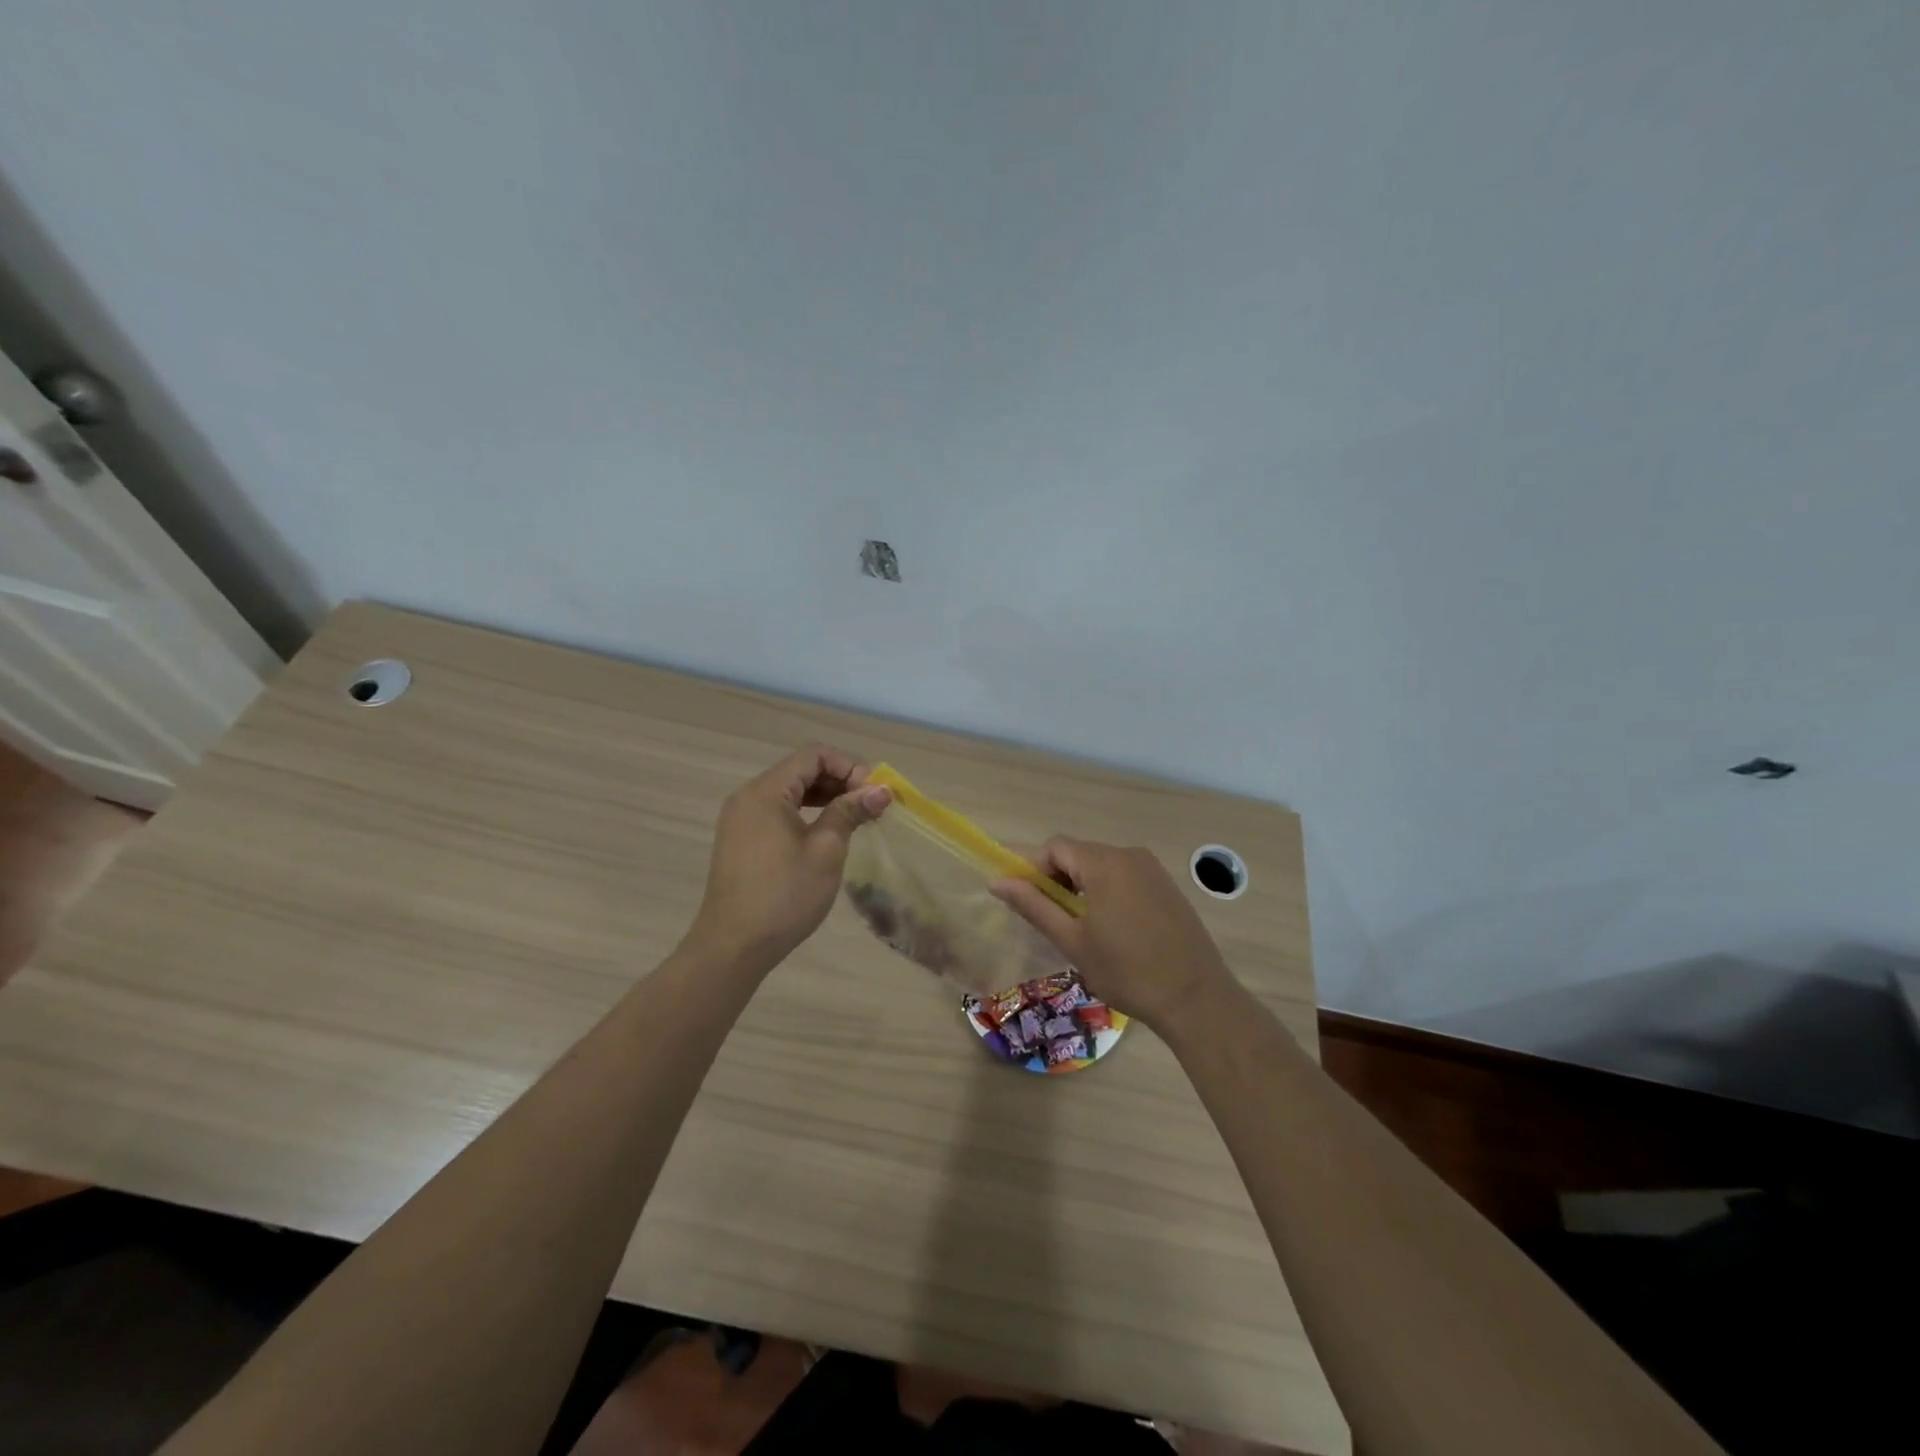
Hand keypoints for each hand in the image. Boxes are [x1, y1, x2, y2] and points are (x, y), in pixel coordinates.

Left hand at [688, 744, 891, 969]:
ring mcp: (741, 819)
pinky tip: (828, 833)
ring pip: (790, 792)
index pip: (813, 755)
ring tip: (856, 818)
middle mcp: (748, 797)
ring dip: (825, 798)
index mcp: (765, 791)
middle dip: (840, 781)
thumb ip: (850, 812)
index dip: (849, 766)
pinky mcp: (741, 840)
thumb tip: (880, 790)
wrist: (733, 946)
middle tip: (871, 806)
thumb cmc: (784, 895)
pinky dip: (806, 814)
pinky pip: (778, 812)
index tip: (873, 793)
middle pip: (800, 770)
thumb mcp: (826, 851)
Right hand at [990, 838, 1238, 1031]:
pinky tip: (1111, 928)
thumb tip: (997, 882)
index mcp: (1104, 863)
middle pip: (1078, 853)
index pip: (1055, 847)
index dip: (1033, 869)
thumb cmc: (1127, 971)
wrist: (1196, 998)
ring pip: (1101, 865)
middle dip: (1057, 879)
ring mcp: (1152, 869)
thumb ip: (1034, 906)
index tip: (1025, 902)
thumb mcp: (1073, 941)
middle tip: (1051, 919)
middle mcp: (1129, 855)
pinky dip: (1106, 892)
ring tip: (1078, 928)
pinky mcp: (1166, 886)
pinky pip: (1124, 876)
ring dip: (1081, 887)